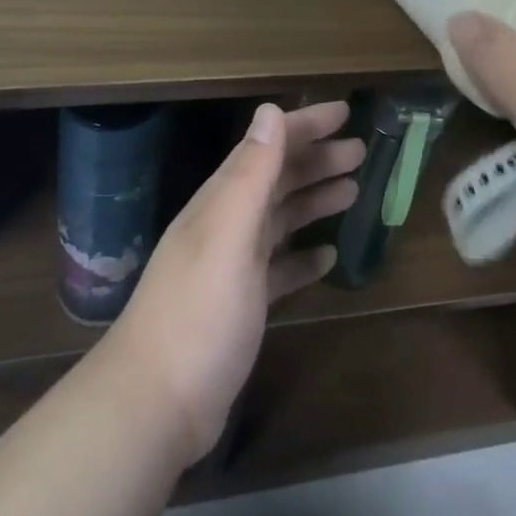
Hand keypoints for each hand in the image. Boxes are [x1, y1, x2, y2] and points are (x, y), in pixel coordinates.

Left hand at [100, 100, 363, 466]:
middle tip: (360, 152)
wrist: (155, 404)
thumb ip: (251, 173)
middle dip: (317, 160)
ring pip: (280, 219)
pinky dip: (302, 257)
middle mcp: (226, 225)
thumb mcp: (228, 235)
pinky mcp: (240, 306)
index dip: (305, 126)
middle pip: (277, 179)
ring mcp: (232, 267)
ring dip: (313, 201)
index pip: (268, 146)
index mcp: (223, 201)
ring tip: (352, 191)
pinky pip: (279, 268)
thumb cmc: (198, 313)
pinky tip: (328, 258)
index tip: (345, 112)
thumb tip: (270, 110)